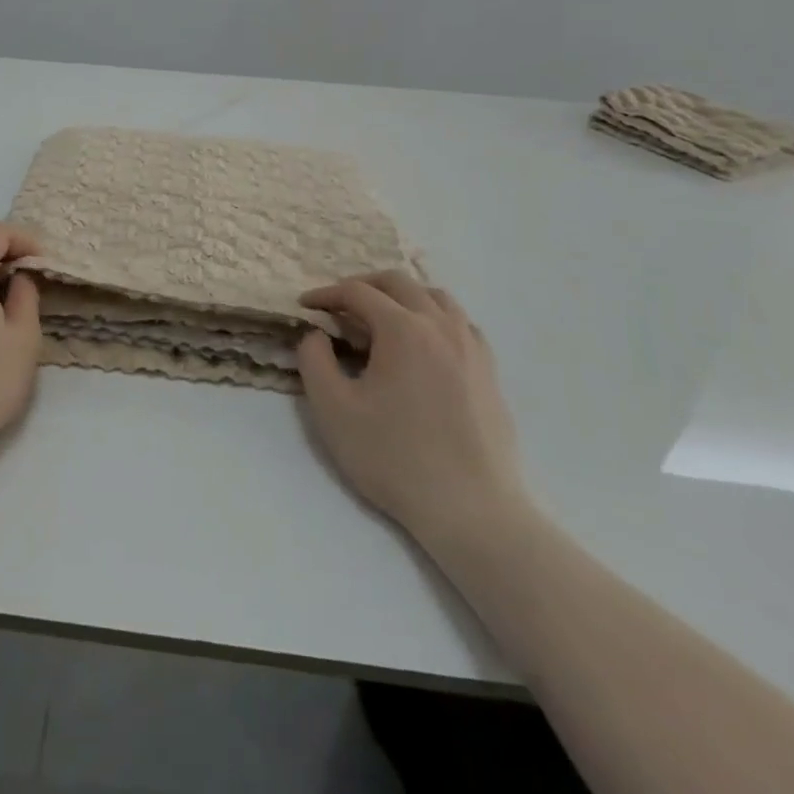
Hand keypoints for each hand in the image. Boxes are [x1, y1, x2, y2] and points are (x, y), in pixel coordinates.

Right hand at [297, 271, 528, 549]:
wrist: (471, 510)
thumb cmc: (393, 457)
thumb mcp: (332, 409)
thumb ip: (314, 359)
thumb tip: (317, 334)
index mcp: (403, 330)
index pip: (357, 292)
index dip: (326, 294)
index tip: (304, 307)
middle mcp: (441, 326)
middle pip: (399, 282)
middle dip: (362, 286)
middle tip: (337, 307)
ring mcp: (472, 347)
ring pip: (435, 297)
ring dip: (401, 297)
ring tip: (379, 320)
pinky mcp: (489, 372)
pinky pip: (460, 324)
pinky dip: (433, 318)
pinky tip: (421, 345)